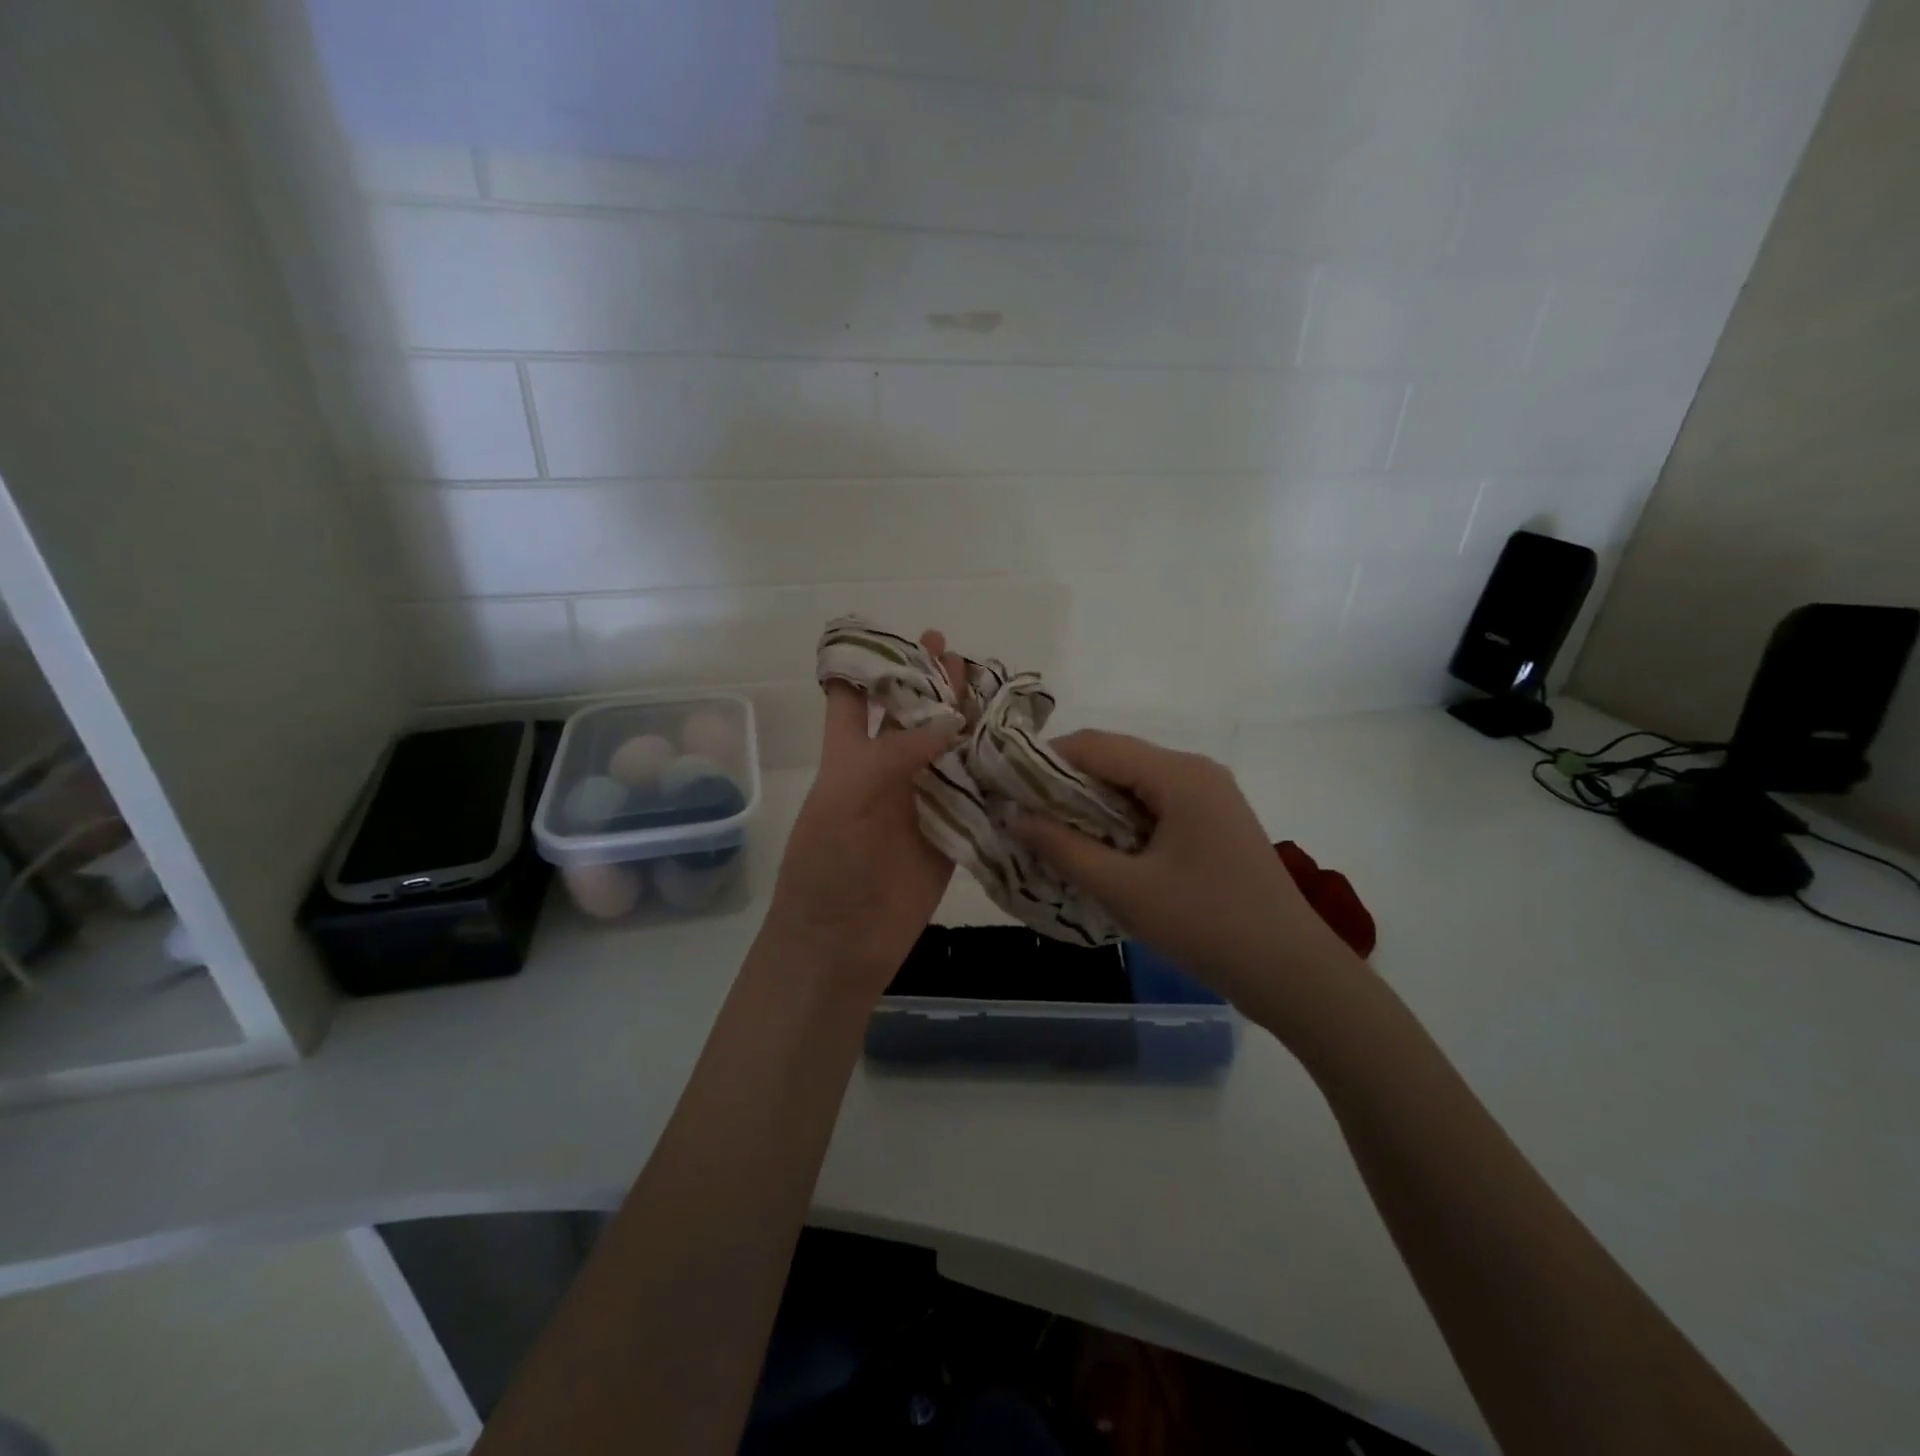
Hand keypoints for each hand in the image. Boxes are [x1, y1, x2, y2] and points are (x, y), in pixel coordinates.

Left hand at [760, 632, 967, 999]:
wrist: (841, 945)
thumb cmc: (827, 868)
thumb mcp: (844, 799)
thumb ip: (892, 754)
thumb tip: (949, 722)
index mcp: (848, 757)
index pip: (849, 699)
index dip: (863, 666)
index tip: (888, 632)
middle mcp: (886, 771)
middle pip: (908, 716)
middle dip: (926, 682)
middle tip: (952, 650)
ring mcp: (920, 801)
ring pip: (946, 749)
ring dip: (964, 719)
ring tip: (988, 684)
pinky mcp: (950, 832)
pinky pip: (973, 793)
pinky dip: (990, 769)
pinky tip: (1012, 745)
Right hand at [1009, 731, 1361, 1018]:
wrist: (1292, 973)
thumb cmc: (1207, 925)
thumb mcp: (1125, 890)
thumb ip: (1064, 848)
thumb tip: (1012, 816)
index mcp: (1178, 774)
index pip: (1094, 745)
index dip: (1043, 761)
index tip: (1004, 787)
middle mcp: (1195, 771)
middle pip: (1114, 759)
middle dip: (1064, 784)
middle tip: (1021, 815)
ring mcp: (1209, 796)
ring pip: (1132, 784)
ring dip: (1090, 804)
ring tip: (1049, 833)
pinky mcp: (1213, 823)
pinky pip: (1153, 806)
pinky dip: (1119, 820)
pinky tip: (1096, 849)